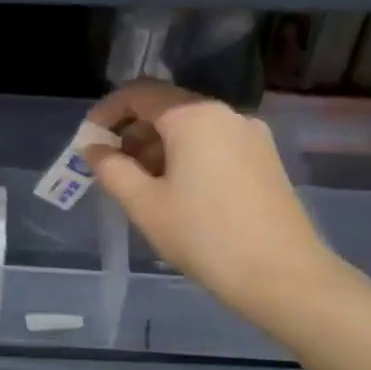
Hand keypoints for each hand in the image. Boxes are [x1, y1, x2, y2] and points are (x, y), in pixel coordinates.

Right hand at [86, 80, 343, 320]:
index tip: (88, 141)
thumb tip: (93, 148)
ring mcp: (251, 136)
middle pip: (167, 110)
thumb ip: (112, 170)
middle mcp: (226, 115)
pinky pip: (214, 146)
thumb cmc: (203, 236)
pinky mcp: (264, 160)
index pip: (140, 94)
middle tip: (110, 170)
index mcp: (195, 117)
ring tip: (139, 188)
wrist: (282, 275)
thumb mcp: (145, 205)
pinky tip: (176, 194)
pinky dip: (186, 158)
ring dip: (158, 149)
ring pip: (192, 130)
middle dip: (132, 134)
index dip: (107, 112)